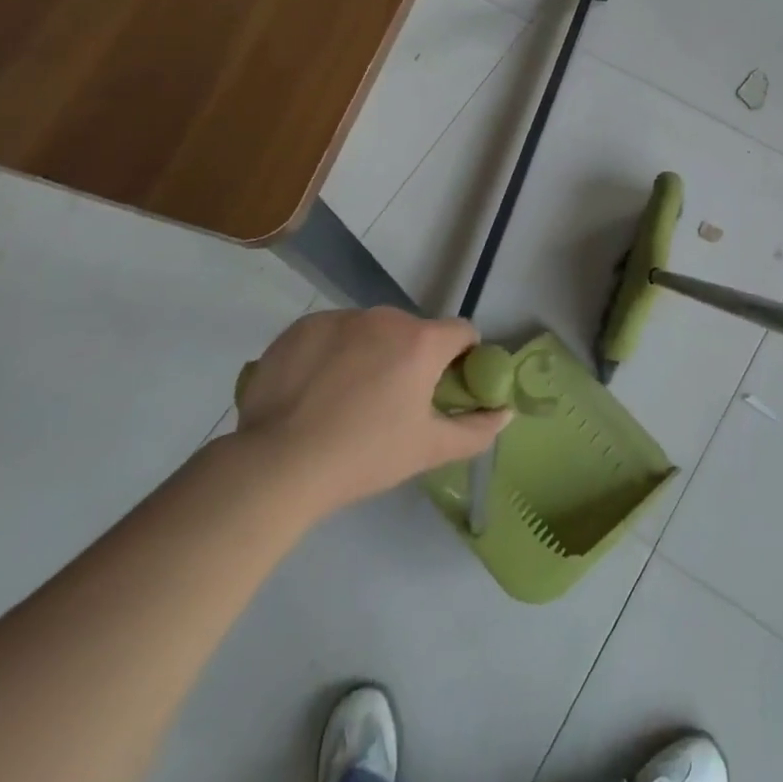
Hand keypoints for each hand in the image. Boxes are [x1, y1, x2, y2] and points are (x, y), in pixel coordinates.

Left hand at [233, 308, 508, 515]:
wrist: (277, 464)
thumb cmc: (364, 456)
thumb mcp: (428, 449)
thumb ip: (477, 430)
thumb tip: (505, 413)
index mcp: (422, 341)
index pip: (463, 332)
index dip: (463, 358)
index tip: (446, 388)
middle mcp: (385, 317)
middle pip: (414, 332)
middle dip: (412, 359)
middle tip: (392, 403)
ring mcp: (340, 318)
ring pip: (371, 330)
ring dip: (372, 353)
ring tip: (347, 399)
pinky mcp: (301, 327)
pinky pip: (332, 333)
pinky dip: (333, 353)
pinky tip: (316, 390)